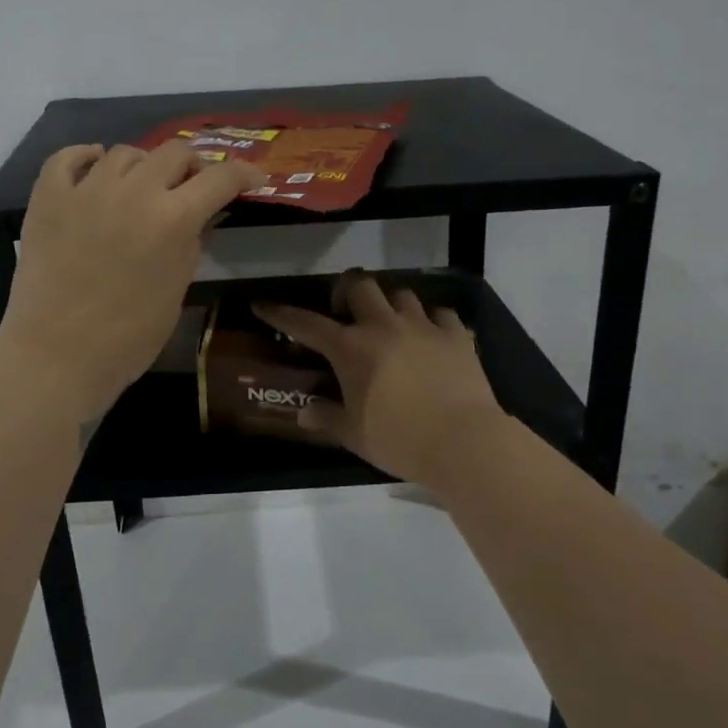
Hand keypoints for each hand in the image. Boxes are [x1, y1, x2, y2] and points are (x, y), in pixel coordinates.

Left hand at [0, 142, 265, 419]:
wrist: (57, 356)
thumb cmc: (128, 337)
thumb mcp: (176, 290)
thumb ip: (191, 244)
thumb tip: (198, 218)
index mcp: (173, 218)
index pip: (219, 178)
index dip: (243, 173)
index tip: (253, 178)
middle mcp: (133, 191)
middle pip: (174, 152)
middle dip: (192, 166)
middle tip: (192, 186)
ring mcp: (86, 190)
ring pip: (124, 152)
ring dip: (143, 165)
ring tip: (141, 185)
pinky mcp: (48, 198)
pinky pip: (67, 157)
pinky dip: (85, 157)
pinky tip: (94, 165)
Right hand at [253, 275, 504, 484]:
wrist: (465, 442)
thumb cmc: (400, 440)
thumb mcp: (355, 435)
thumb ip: (327, 417)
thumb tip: (305, 412)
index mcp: (351, 348)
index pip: (306, 323)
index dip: (281, 314)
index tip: (262, 305)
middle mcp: (384, 326)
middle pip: (360, 285)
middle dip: (346, 290)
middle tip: (345, 311)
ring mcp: (423, 326)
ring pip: (401, 293)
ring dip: (390, 304)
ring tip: (390, 323)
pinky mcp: (456, 336)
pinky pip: (441, 314)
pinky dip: (432, 321)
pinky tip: (431, 337)